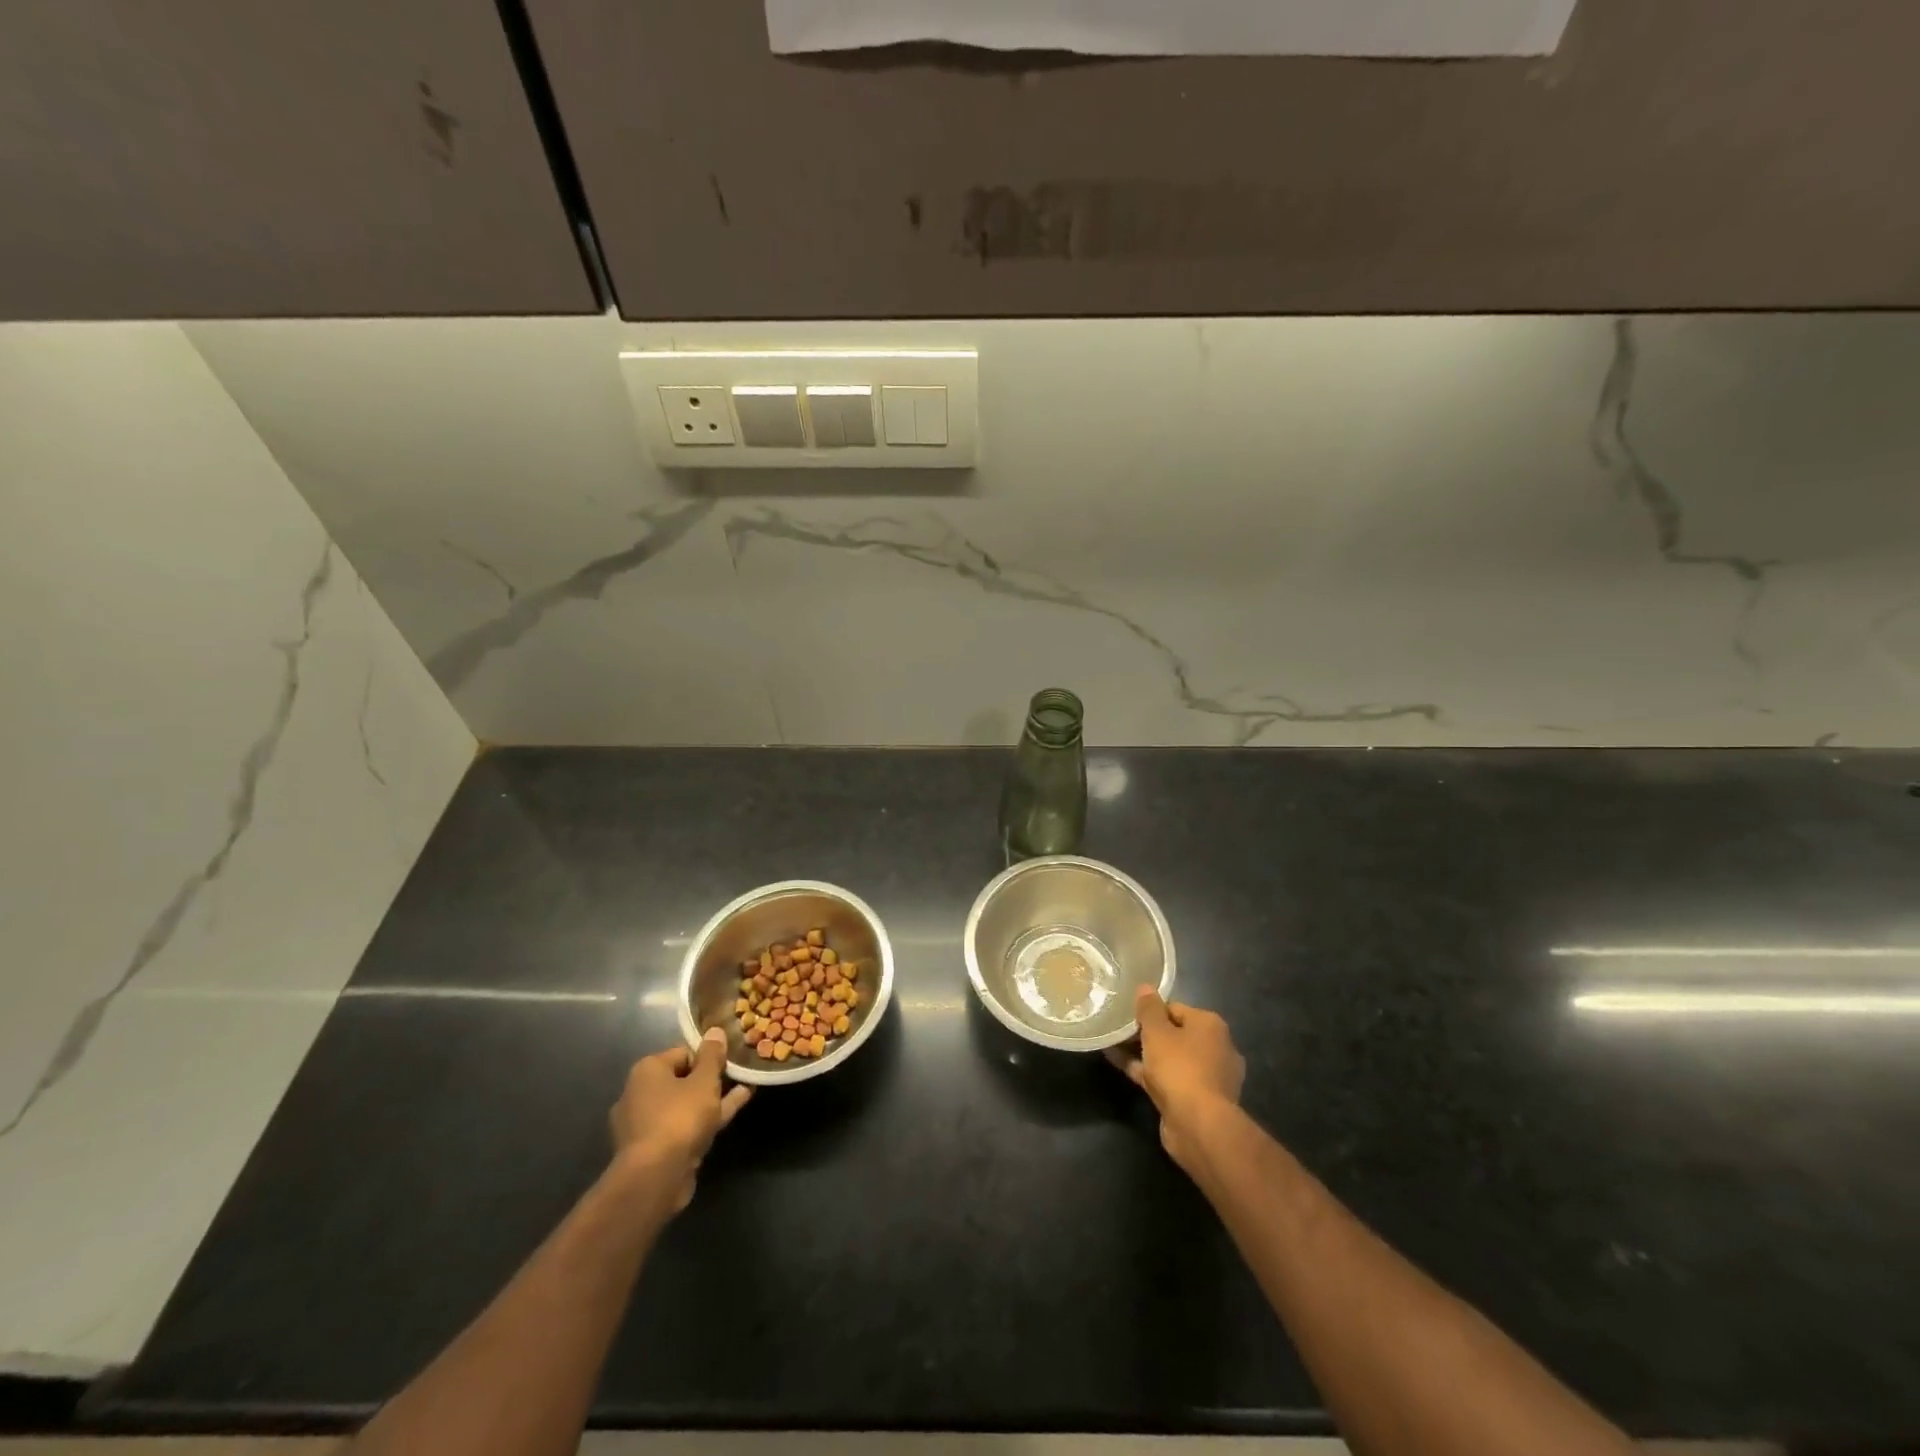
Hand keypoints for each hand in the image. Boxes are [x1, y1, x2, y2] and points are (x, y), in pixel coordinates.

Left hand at [609, 1030, 750, 1212]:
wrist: (654, 1178)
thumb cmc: (679, 1118)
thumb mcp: (704, 1081)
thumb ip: (712, 1055)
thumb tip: (715, 1031)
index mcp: (647, 1071)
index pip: (683, 1052)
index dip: (708, 1055)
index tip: (729, 1061)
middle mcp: (639, 1094)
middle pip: (682, 1079)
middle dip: (710, 1078)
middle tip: (737, 1075)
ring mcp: (644, 1124)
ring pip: (684, 1104)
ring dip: (712, 1099)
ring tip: (744, 1090)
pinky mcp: (652, 1149)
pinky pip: (683, 1125)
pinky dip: (705, 1118)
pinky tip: (733, 1111)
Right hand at [1109, 986, 1245, 1174]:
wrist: (1198, 1125)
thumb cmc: (1179, 1068)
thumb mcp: (1157, 1031)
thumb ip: (1149, 1008)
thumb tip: (1145, 987)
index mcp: (1211, 1025)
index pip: (1175, 1008)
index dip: (1150, 1010)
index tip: (1127, 1014)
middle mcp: (1215, 1048)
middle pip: (1175, 1033)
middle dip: (1147, 1033)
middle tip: (1119, 1030)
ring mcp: (1208, 1077)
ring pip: (1170, 1058)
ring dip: (1144, 1053)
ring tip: (1113, 1045)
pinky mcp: (1198, 1099)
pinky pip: (1168, 1078)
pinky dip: (1148, 1072)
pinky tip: (1120, 1065)